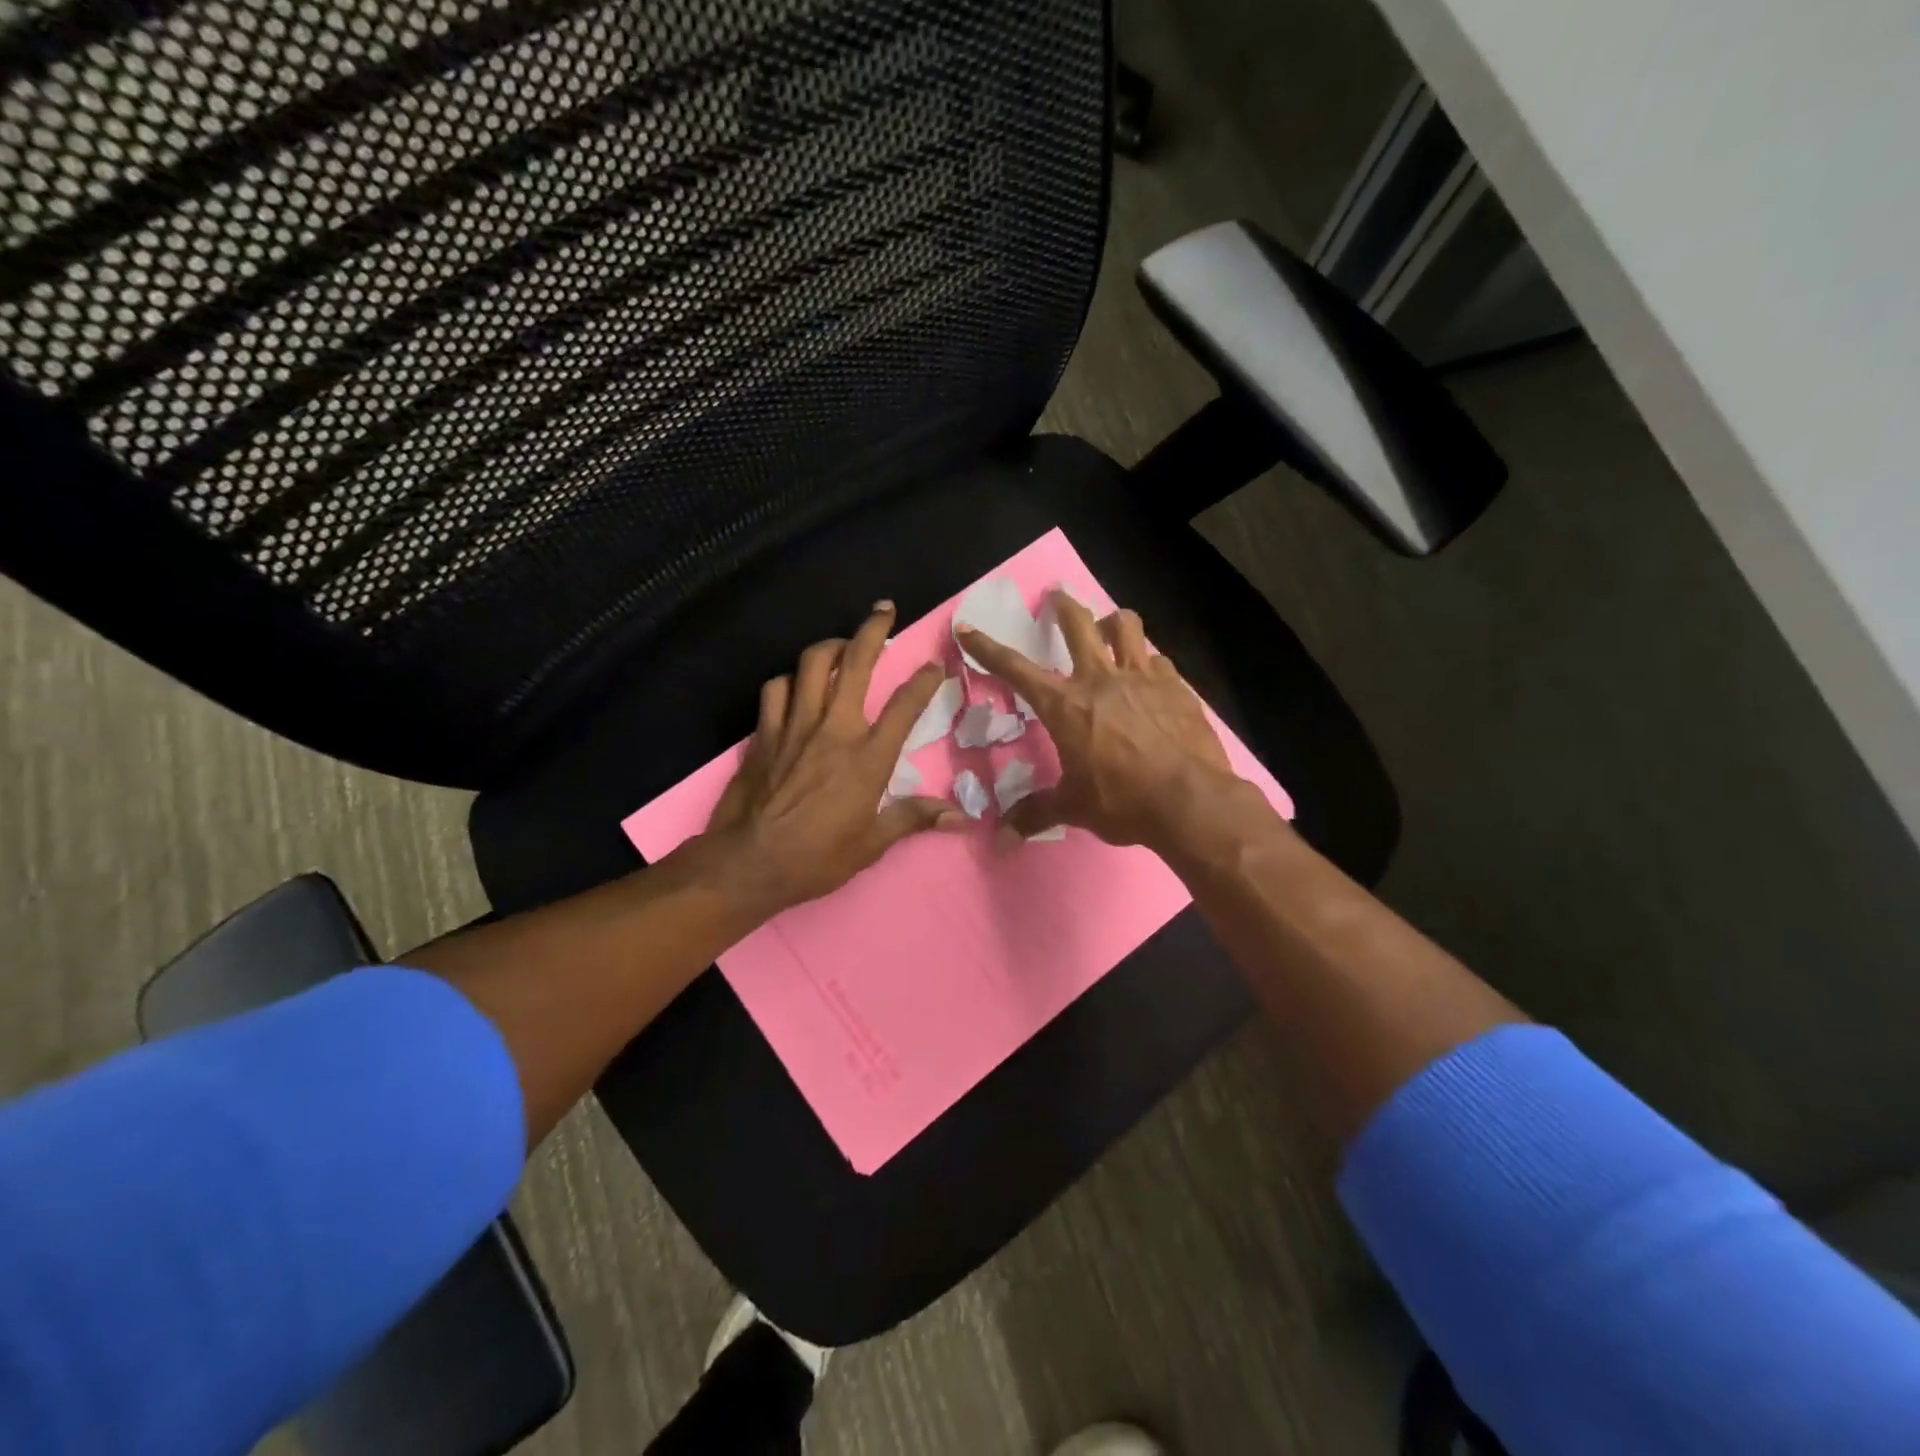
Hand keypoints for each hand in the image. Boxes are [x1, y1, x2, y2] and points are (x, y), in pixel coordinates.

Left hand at [702, 601, 962, 919]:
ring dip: (830, 647)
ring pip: (812, 664)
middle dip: (873, 630)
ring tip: (841, 645)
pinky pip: (777, 688)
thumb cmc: (817, 858)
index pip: (905, 706)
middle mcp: (834, 729)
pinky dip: (789, 680)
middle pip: (856, 663)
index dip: (925, 680)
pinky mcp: (764, 732)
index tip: (935, 665)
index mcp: (868, 757)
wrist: (750, 863)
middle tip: (884, 610)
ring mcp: (795, 725)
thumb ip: (914, 818)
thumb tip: (961, 818)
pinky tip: (796, 685)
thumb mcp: (873, 844)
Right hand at [957, 594, 1259, 853]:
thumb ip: (1035, 812)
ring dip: (1113, 621)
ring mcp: (1142, 677)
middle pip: (1078, 623)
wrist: (1189, 800)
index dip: (986, 648)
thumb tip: (1002, 836)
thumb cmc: (1122, 800)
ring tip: (1109, 627)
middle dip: (1062, 606)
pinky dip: (1148, 662)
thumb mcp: (1072, 807)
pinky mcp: (1176, 686)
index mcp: (1065, 705)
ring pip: (1126, 626)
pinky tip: (1150, 677)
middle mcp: (1100, 679)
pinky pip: (1158, 659)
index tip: (967, 628)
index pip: (1015, 669)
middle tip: (1057, 596)